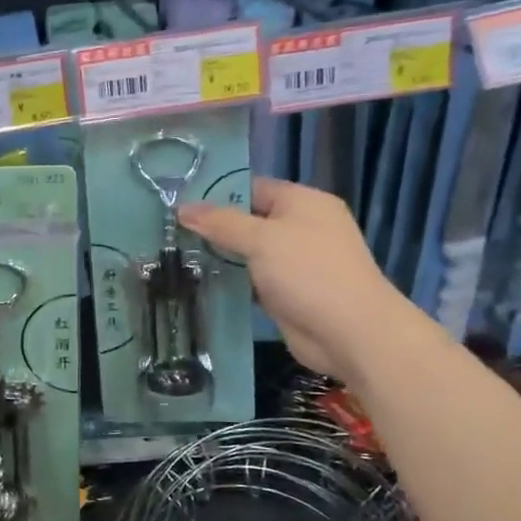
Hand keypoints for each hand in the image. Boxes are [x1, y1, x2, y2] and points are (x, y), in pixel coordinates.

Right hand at [178, 177, 420, 383]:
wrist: (350, 333)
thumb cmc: (309, 273)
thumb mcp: (261, 240)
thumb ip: (221, 223)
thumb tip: (182, 208)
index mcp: (303, 203)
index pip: (253, 187)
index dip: (217, 194)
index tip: (178, 203)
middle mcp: (301, 227)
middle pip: (248, 220)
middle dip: (213, 227)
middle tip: (170, 232)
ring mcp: (295, 262)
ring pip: (247, 253)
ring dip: (219, 256)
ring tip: (174, 256)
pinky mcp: (287, 292)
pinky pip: (252, 280)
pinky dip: (230, 282)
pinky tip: (198, 282)